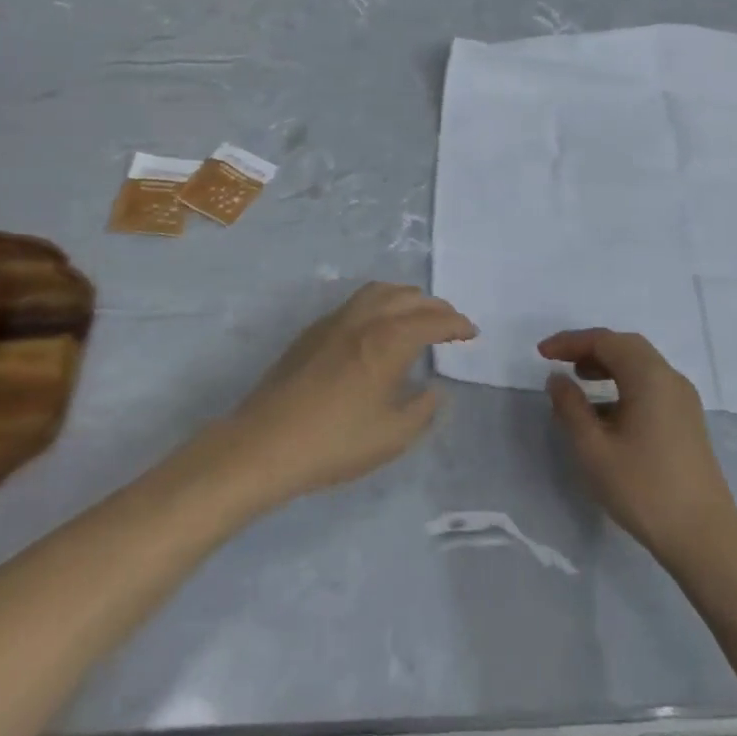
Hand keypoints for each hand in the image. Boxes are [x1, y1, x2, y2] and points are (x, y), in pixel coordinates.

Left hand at [227, 283, 473, 507]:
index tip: (471, 332)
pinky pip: (356, 302)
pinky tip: (377, 326)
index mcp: (388, 341)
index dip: (456, 324)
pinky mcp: (313, 331)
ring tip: (417, 314)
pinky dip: (379, 303)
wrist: (265, 444)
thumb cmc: (335, 443)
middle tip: (450, 322)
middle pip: (407, 297)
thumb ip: (422, 410)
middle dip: (434, 306)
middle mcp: (364, 320)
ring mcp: (335, 322)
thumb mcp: (392, 436)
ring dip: (405, 297)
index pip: (432, 321)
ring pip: (378, 291)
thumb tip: (434, 389)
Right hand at [539, 329, 736, 567]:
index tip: (542, 354)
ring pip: (640, 367)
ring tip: (579, 382)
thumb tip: (558, 379)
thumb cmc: (644, 489)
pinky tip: (606, 413)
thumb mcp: (594, 449)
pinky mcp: (687, 423)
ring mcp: (683, 401)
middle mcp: (670, 379)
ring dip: (608, 367)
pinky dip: (624, 386)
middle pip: (626, 347)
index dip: (570, 342)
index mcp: (650, 376)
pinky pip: (651, 387)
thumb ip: (570, 407)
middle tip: (560, 362)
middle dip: (590, 349)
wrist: (705, 539)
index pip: (605, 341)